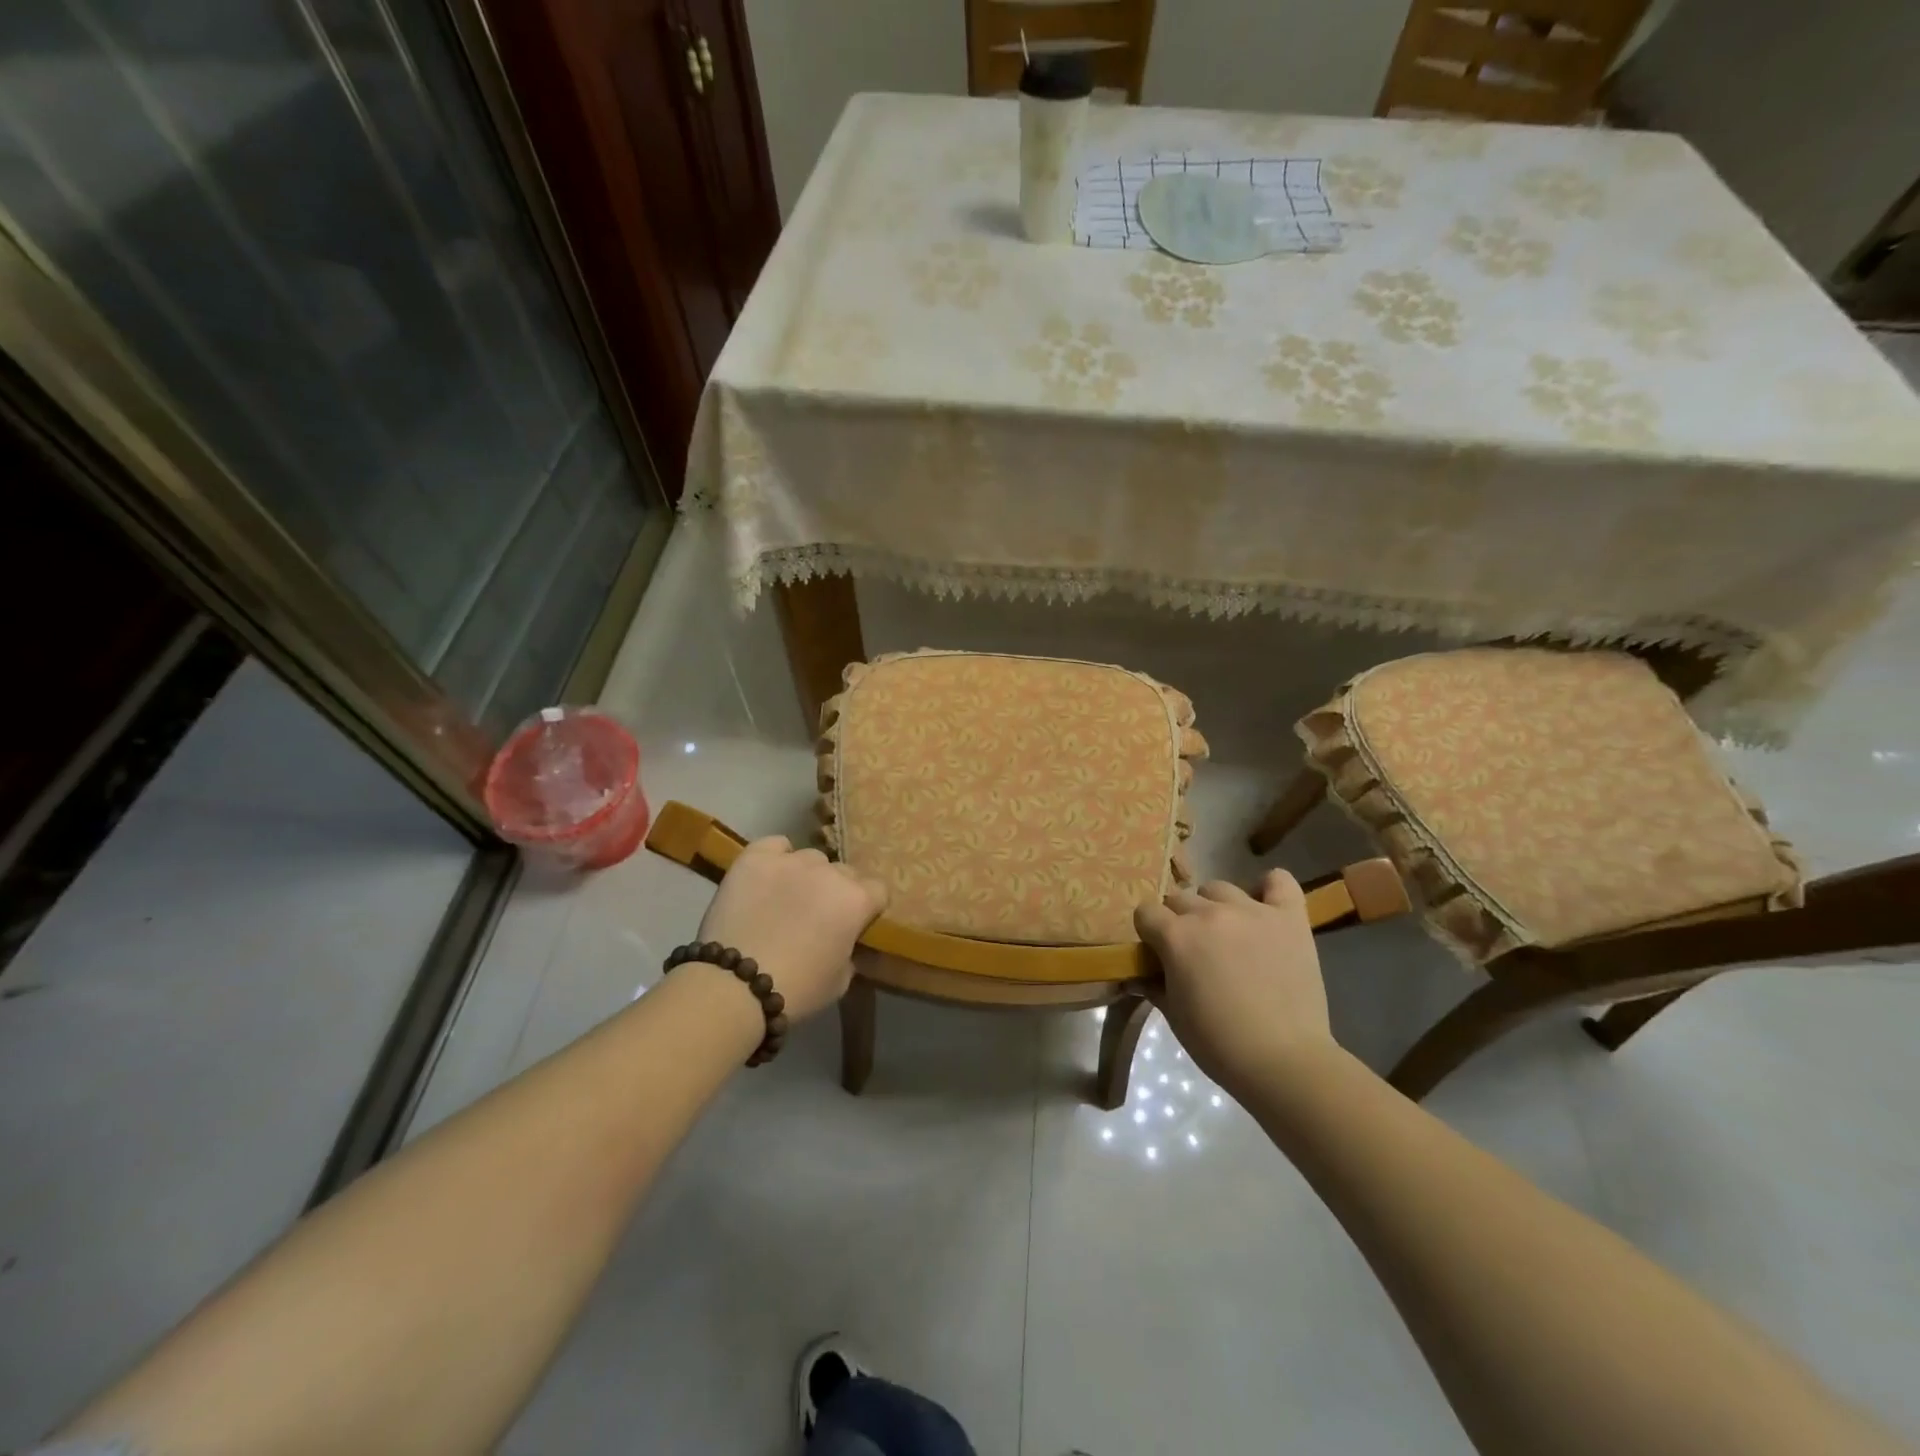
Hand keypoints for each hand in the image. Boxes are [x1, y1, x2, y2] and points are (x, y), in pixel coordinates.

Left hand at [695, 836, 887, 1021]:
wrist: (735, 986)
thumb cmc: (797, 989)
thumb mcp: (840, 980)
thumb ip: (850, 951)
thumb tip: (844, 941)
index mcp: (856, 900)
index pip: (878, 890)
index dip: (867, 908)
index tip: (855, 924)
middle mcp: (830, 872)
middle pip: (844, 873)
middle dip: (836, 891)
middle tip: (818, 917)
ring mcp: (792, 860)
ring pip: (811, 859)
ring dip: (807, 875)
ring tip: (786, 898)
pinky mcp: (756, 857)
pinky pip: (775, 845)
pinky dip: (776, 857)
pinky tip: (768, 875)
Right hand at [1134, 870, 1331, 1094]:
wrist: (1284, 1062)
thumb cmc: (1219, 1044)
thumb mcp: (1174, 1016)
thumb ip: (1153, 984)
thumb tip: (1139, 974)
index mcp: (1176, 936)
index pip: (1146, 912)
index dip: (1149, 933)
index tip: (1158, 954)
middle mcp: (1210, 914)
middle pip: (1180, 898)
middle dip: (1180, 921)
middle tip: (1194, 951)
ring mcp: (1252, 911)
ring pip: (1219, 888)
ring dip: (1215, 906)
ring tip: (1227, 933)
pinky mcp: (1289, 918)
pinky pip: (1278, 880)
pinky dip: (1269, 888)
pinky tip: (1265, 907)